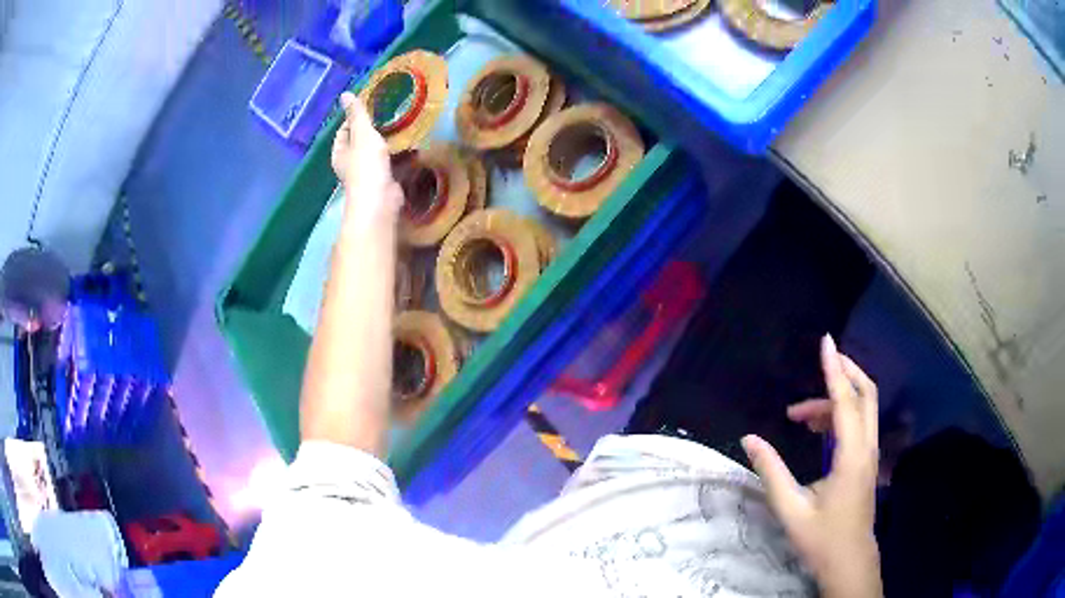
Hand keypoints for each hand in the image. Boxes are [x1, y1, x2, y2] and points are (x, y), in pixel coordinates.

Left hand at [331, 92, 403, 223]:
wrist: (380, 200)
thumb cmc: (366, 165)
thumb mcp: (362, 133)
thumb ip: (357, 114)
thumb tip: (345, 94)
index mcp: (340, 153)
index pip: (344, 130)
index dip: (355, 118)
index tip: (372, 107)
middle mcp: (351, 164)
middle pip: (361, 141)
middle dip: (375, 129)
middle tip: (392, 113)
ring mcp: (368, 173)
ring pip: (378, 152)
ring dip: (390, 142)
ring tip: (405, 125)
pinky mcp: (385, 181)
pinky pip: (393, 164)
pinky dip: (401, 155)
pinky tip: (413, 145)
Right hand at [742, 335, 882, 597]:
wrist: (849, 561)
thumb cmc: (821, 538)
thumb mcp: (791, 509)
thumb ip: (771, 472)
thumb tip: (749, 438)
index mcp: (852, 456)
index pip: (846, 401)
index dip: (834, 370)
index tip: (825, 342)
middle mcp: (867, 448)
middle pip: (866, 394)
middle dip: (845, 371)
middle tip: (821, 361)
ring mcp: (870, 454)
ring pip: (862, 408)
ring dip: (836, 399)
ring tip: (799, 415)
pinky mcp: (867, 462)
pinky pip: (859, 424)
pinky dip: (840, 415)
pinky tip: (816, 430)